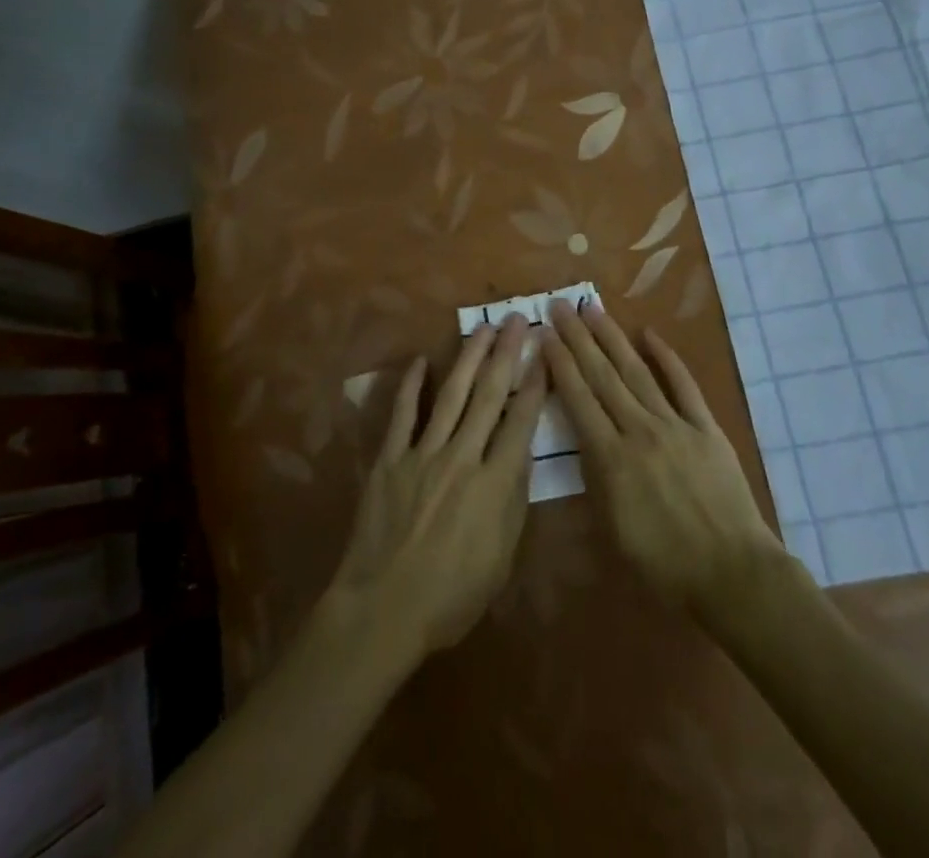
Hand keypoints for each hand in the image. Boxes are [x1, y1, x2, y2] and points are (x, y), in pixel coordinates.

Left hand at [325, 317, 546, 660]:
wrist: (384, 609)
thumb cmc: (451, 596)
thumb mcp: (501, 557)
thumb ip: (513, 500)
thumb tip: (521, 453)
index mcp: (495, 483)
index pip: (521, 421)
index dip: (535, 383)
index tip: (545, 352)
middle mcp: (462, 457)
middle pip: (489, 395)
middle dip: (506, 353)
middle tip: (517, 319)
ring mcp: (423, 453)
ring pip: (451, 394)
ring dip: (469, 357)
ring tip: (483, 328)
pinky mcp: (390, 459)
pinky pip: (402, 414)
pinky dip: (410, 386)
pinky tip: (420, 360)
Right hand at [542, 302, 785, 612]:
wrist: (732, 573)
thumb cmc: (664, 566)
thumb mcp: (611, 532)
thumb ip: (592, 482)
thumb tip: (581, 443)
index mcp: (610, 458)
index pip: (578, 399)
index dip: (559, 364)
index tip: (545, 334)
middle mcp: (639, 430)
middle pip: (602, 376)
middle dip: (578, 338)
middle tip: (561, 305)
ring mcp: (675, 424)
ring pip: (637, 371)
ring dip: (612, 338)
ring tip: (594, 309)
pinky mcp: (706, 427)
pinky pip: (684, 385)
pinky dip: (667, 357)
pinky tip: (650, 334)